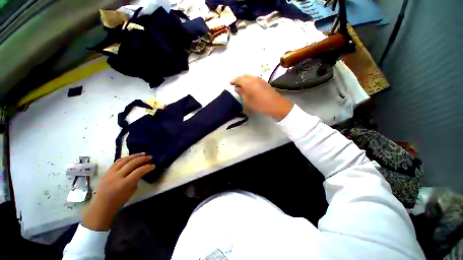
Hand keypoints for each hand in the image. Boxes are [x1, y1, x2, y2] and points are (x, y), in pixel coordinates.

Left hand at [82, 153, 154, 230]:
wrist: (101, 205)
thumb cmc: (119, 201)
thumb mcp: (132, 191)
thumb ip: (137, 179)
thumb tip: (141, 171)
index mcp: (125, 183)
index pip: (139, 171)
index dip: (147, 167)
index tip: (153, 165)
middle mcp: (117, 176)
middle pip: (132, 163)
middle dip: (142, 159)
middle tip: (150, 157)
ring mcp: (111, 173)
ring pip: (124, 160)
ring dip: (135, 156)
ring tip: (142, 154)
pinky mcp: (107, 171)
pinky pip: (117, 162)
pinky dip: (126, 158)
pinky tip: (131, 157)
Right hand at [230, 75, 292, 120]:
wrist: (275, 105)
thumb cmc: (259, 104)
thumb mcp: (248, 101)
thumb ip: (242, 93)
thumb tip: (238, 88)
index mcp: (248, 82)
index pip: (238, 79)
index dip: (234, 81)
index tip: (230, 84)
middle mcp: (254, 78)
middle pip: (244, 76)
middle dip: (239, 79)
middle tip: (236, 85)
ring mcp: (260, 80)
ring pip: (250, 77)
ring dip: (245, 80)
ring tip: (242, 86)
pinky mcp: (264, 82)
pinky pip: (254, 79)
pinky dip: (250, 81)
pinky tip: (250, 87)